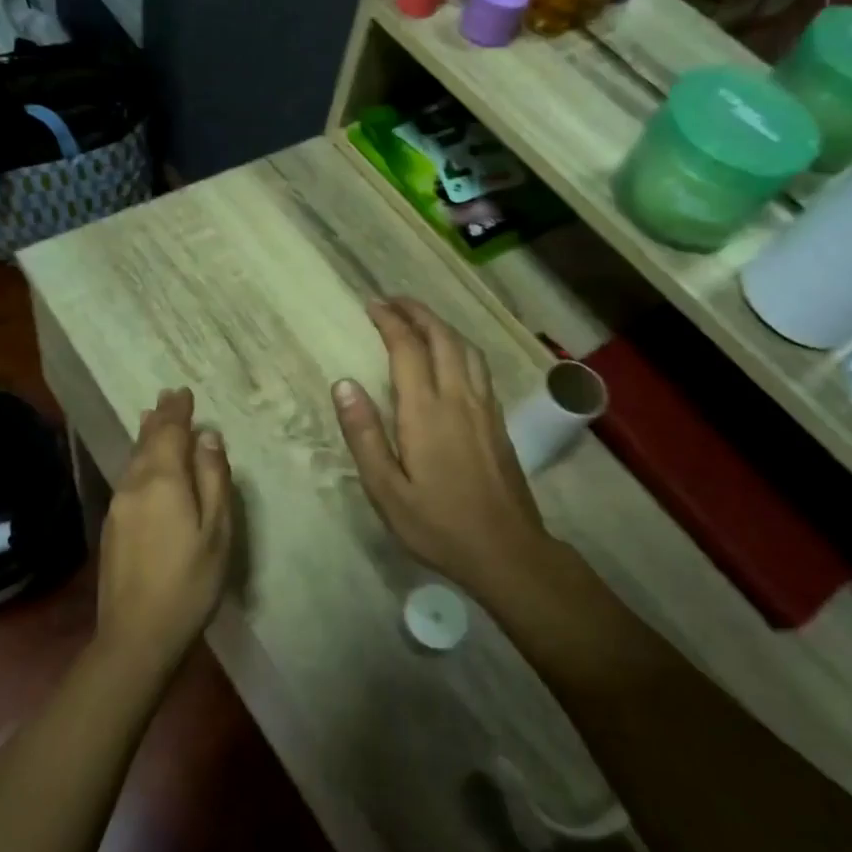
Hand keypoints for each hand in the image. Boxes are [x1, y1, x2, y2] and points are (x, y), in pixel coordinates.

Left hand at [94, 387, 233, 676]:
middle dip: (160, 417)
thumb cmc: (189, 582)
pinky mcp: (112, 526)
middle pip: (146, 441)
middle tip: (168, 396)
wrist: (136, 634)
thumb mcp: (216, 530)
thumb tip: (208, 437)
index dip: (178, 412)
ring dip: (146, 436)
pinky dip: (139, 459)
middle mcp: (134, 485)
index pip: (170, 433)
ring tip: (152, 417)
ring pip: (133, 459)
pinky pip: (128, 477)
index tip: (184, 392)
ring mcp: (118, 506)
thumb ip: (213, 479)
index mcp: (163, 481)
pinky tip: (143, 463)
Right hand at [331, 299, 554, 598]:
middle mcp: (459, 398)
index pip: (408, 348)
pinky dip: (460, 347)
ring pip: (466, 349)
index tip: (372, 305)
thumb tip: (344, 384)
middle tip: (392, 301)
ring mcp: (484, 407)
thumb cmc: (438, 525)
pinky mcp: (498, 421)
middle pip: (442, 338)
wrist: (507, 551)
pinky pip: (479, 366)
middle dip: (417, 312)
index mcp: (426, 411)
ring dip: (442, 325)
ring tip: (420, 320)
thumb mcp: (386, 490)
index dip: (390, 321)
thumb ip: (364, 435)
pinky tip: (452, 357)